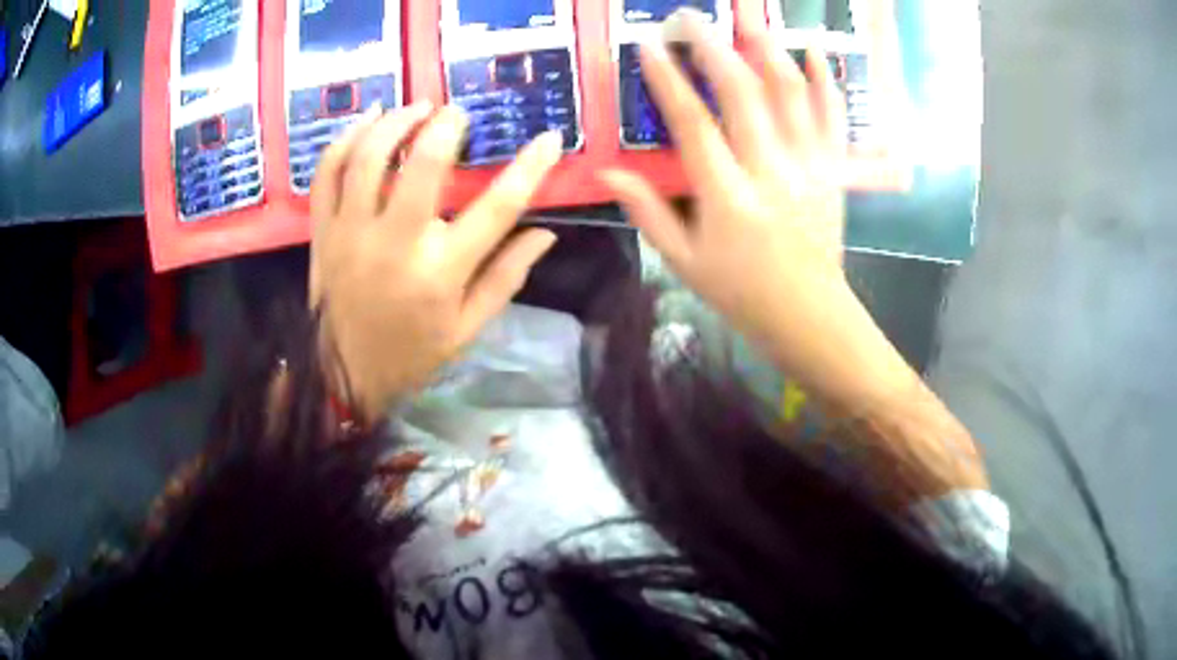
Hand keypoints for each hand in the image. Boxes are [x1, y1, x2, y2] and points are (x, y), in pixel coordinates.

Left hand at [310, 103, 562, 418]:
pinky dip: (345, 140)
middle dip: (446, 126)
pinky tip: (368, 122)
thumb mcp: (467, 328)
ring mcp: (351, 234)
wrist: (342, 376)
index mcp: (440, 273)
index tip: (550, 137)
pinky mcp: (323, 232)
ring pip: (369, 158)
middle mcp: (395, 244)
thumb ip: (506, 277)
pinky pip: (327, 174)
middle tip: (457, 114)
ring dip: (395, 122)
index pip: (497, 208)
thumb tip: (545, 232)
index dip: (530, 167)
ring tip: (416, 107)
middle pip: (423, 164)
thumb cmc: (411, 354)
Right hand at [599, 10, 899, 405]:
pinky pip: (832, 118)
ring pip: (790, 96)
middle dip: (712, 49)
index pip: (692, 125)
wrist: (809, 314)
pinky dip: (824, 82)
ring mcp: (809, 168)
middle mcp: (771, 173)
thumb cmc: (741, 292)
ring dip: (766, 51)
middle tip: (690, 18)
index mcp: (728, 199)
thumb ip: (647, 213)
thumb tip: (607, 173)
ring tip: (745, 21)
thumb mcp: (684, 262)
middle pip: (742, 95)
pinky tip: (812, 50)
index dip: (667, 81)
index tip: (648, 46)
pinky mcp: (834, 171)